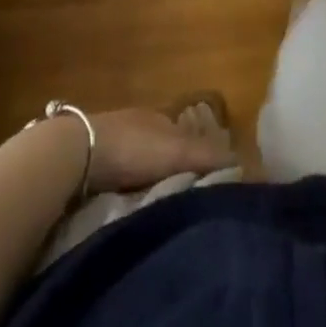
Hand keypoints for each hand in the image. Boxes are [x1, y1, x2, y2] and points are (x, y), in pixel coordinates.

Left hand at [83, 107, 234, 194]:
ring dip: (149, 180)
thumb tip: (252, 166)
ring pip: (140, 163)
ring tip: (160, 209)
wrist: (73, 154)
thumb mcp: (179, 152)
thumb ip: (212, 158)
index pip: (189, 135)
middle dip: (175, 169)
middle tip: (186, 201)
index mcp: (160, 116)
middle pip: (164, 149)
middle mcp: (138, 123)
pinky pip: (118, 175)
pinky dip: (126, 188)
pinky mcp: (89, 161)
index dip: (201, 157)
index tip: (210, 185)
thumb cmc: (132, 148)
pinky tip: (129, 205)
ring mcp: (112, 140)